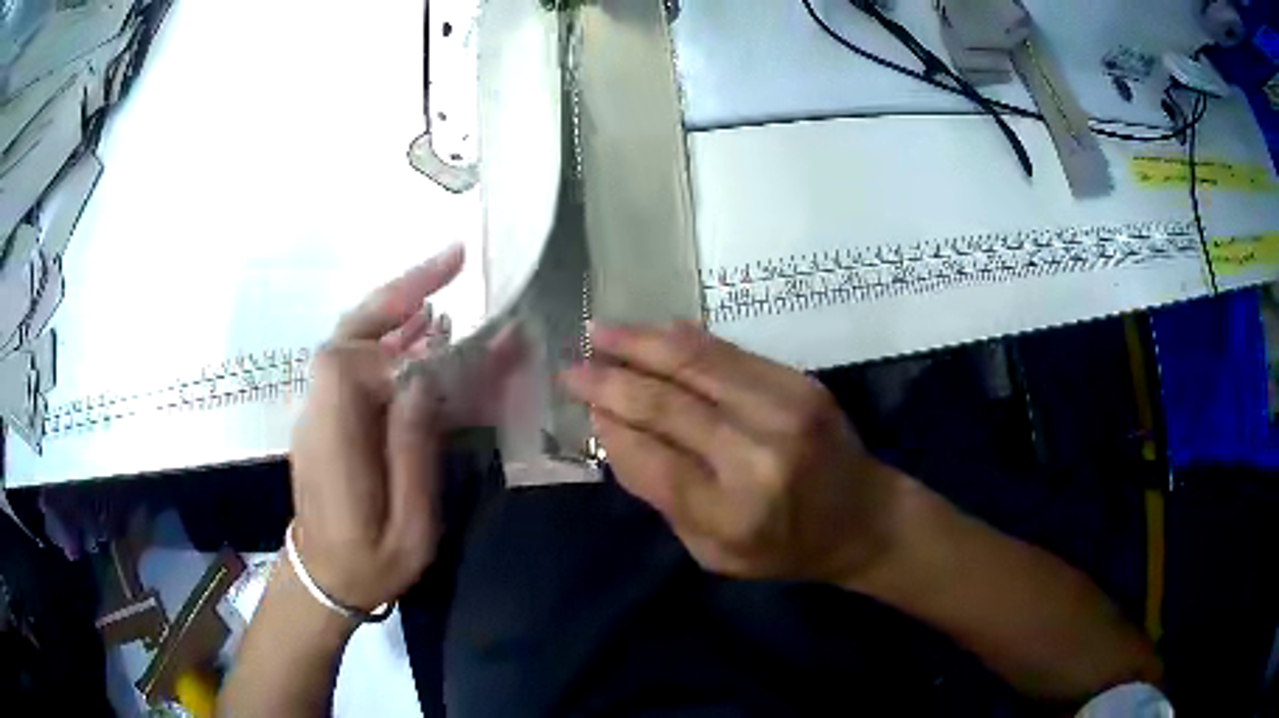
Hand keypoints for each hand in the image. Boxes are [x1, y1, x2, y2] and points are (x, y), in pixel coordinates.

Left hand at [288, 246, 464, 612]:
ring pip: (349, 341)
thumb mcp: (409, 527)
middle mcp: (319, 413)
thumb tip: (422, 379)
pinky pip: (355, 363)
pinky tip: (420, 334)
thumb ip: (412, 454)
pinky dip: (388, 339)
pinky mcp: (327, 415)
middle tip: (449, 263)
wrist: (324, 578)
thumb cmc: (371, 563)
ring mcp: (318, 411)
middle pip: (345, 334)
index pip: (347, 364)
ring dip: (394, 310)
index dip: (391, 343)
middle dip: (395, 294)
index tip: (441, 338)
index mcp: (335, 444)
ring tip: (443, 287)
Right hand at [562, 322, 902, 583]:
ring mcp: (784, 410)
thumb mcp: (712, 552)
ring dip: (640, 343)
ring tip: (600, 332)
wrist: (863, 517)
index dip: (609, 427)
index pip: (649, 458)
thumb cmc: (784, 548)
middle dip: (610, 381)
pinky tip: (654, 331)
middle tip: (572, 366)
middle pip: (665, 404)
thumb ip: (662, 498)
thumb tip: (614, 433)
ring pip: (695, 363)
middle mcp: (756, 455)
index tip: (582, 407)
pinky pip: (730, 352)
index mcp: (731, 512)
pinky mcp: (800, 383)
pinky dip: (686, 339)